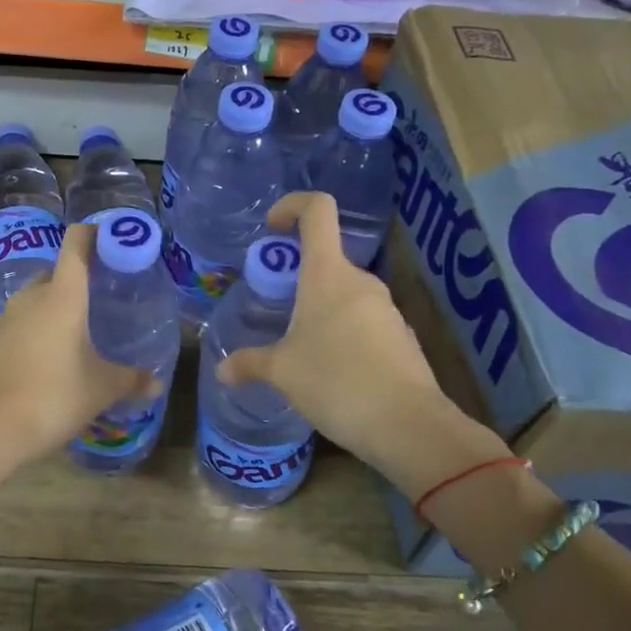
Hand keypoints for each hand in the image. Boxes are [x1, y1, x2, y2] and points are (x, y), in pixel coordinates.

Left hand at [0, 221, 156, 472]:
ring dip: (56, 308)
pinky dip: (38, 330)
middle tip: (103, 299)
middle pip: (57, 273)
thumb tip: (156, 384)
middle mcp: (32, 297)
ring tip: (78, 332)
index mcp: (63, 295)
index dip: (94, 233)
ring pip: (37, 300)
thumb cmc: (53, 396)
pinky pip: (21, 324)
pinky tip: (50, 358)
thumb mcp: (101, 389)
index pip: (76, 243)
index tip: (113, 240)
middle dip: (79, 280)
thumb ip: (131, 380)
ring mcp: (6, 318)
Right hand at [214, 192, 511, 498]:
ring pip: (344, 292)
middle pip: (326, 257)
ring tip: (300, 348)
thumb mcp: (282, 372)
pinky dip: (342, 332)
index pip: (317, 210)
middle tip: (276, 308)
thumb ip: (249, 363)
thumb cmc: (336, 382)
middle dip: (297, 276)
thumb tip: (222, 371)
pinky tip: (332, 371)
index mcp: (328, 274)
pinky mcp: (400, 335)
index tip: (272, 228)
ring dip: (319, 308)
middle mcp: (360, 281)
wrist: (408, 426)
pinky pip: (363, 320)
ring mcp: (385, 307)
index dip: (292, 205)